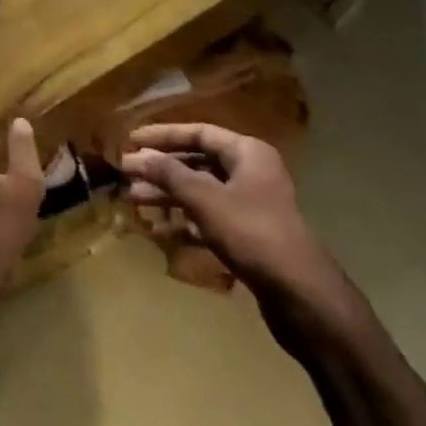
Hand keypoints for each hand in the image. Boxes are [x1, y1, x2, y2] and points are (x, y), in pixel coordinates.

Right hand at [121, 123, 359, 338]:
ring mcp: (251, 204)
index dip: (162, 136)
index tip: (130, 140)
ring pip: (201, 191)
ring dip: (168, 194)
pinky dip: (185, 220)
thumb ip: (169, 174)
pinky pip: (209, 217)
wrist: (299, 293)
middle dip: (161, 168)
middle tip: (126, 174)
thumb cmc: (251, 232)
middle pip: (197, 161)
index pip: (198, 132)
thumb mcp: (205, 198)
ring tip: (134, 200)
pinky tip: (160, 229)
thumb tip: (137, 156)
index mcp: (247, 152)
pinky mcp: (249, 234)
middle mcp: (251, 172)